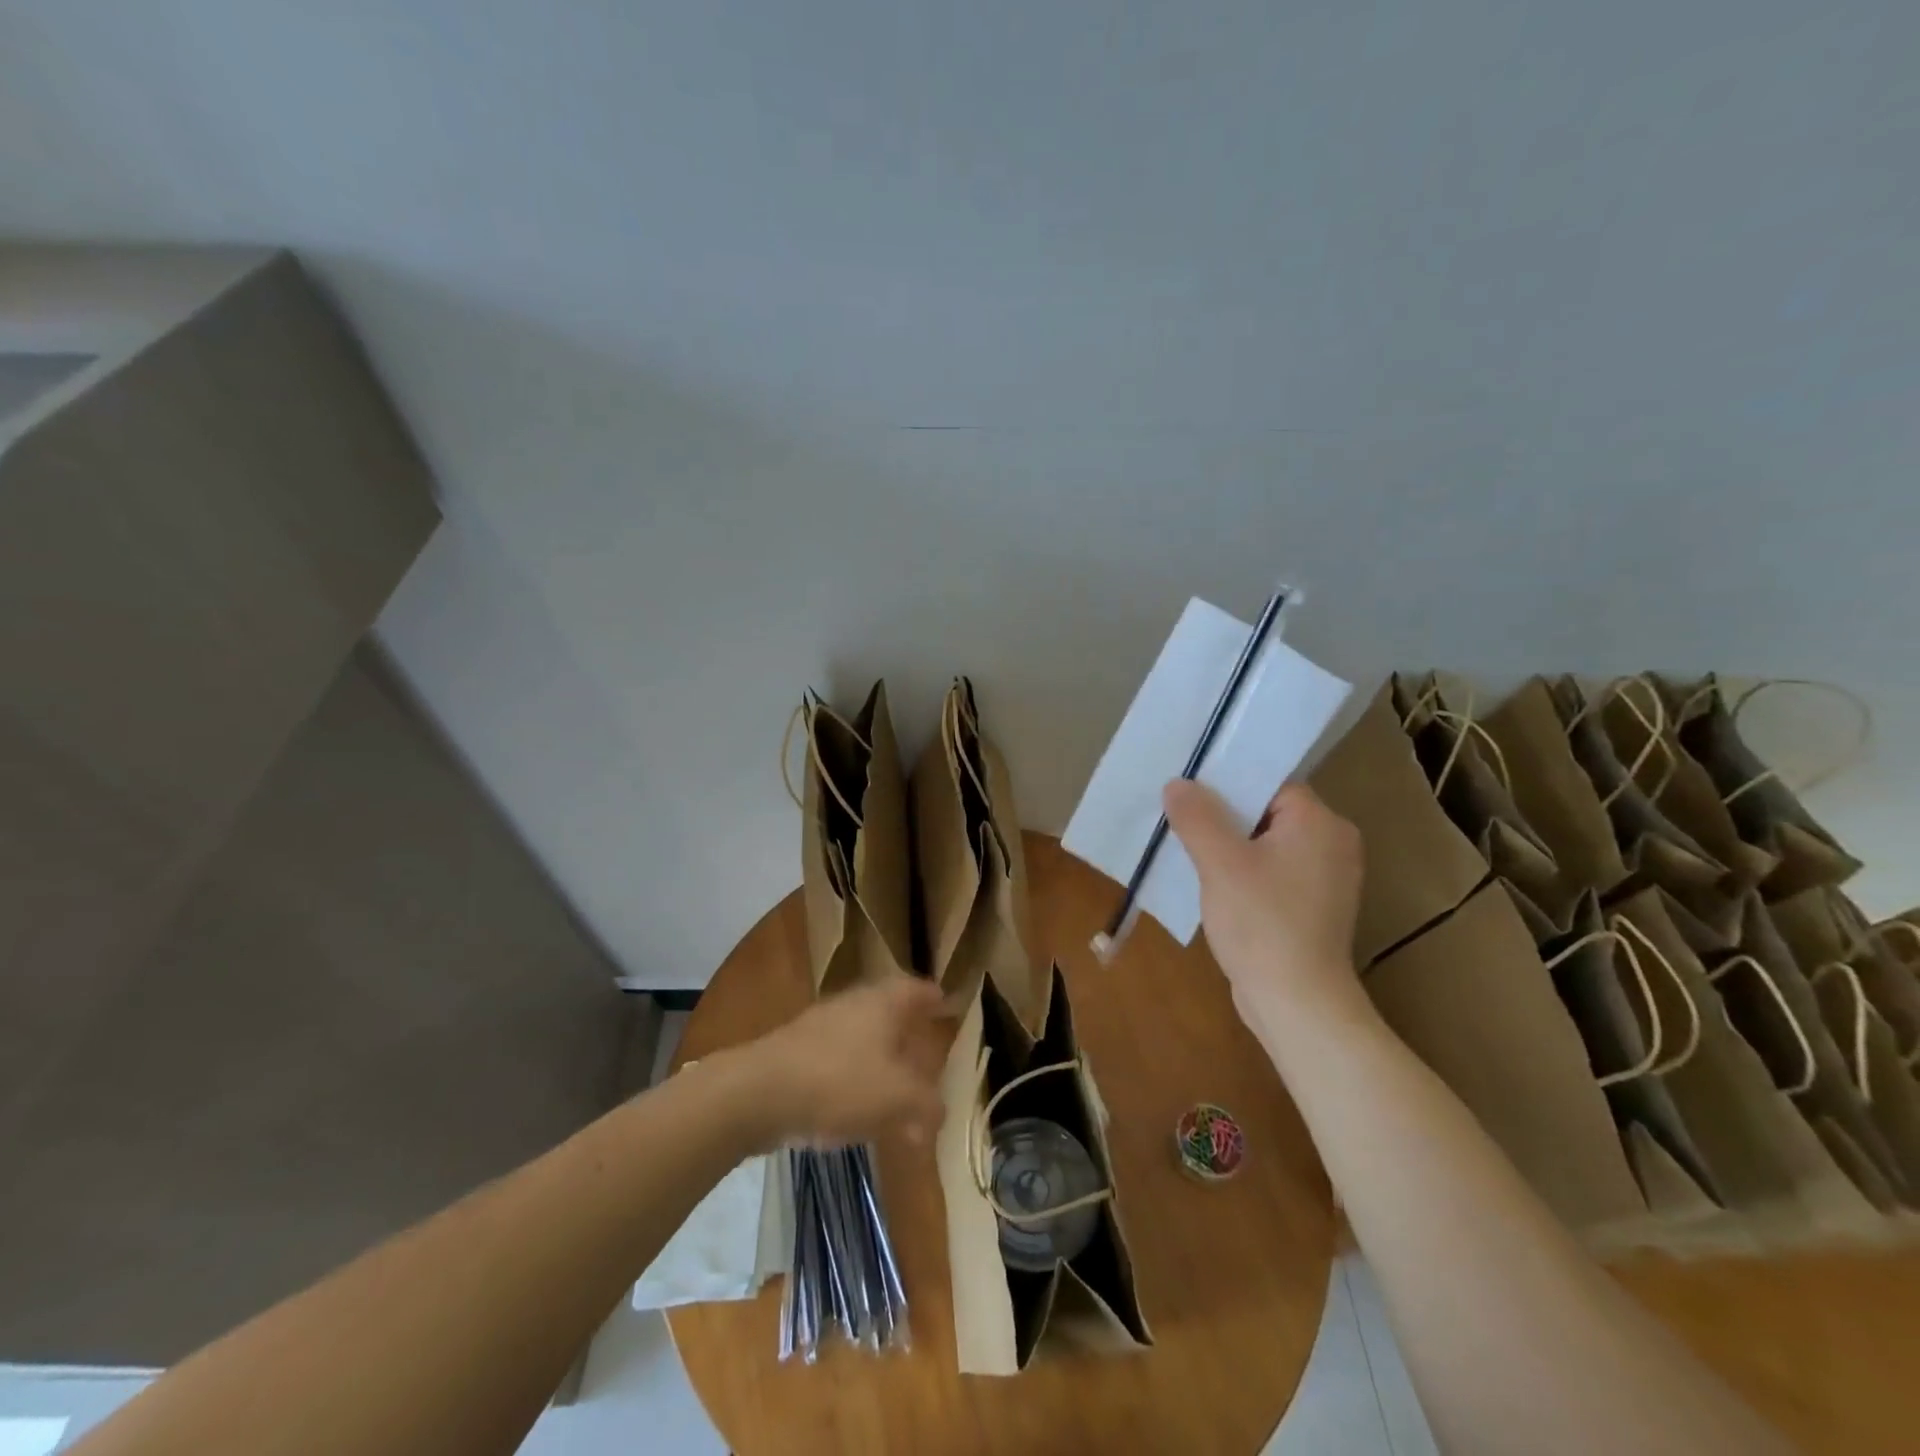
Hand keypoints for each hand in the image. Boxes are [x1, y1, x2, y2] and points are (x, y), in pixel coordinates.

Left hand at [744, 975, 950, 1147]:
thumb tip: (939, 1113)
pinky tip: (858, 1113)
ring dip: (882, 1063)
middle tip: (928, 1056)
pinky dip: (856, 1081)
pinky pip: (839, 1063)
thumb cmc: (838, 1082)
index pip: (917, 989)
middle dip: (910, 1035)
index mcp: (883, 1003)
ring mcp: (822, 1027)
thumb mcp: (898, 1098)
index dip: (935, 998)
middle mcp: (854, 1005)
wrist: (757, 1093)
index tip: (949, 1005)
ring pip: (864, 1040)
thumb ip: (927, 1105)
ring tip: (898, 1093)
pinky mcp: (798, 1054)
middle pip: (890, 1013)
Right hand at [1163, 778, 1369, 1045]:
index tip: (1189, 789)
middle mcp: (1332, 844)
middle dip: (1223, 816)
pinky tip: (1211, 883)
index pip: (1271, 783)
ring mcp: (1326, 879)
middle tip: (1180, 817)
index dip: (1228, 783)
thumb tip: (1177, 783)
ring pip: (1266, 845)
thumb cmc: (1262, 923)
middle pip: (1267, 812)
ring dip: (1229, 847)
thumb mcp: (1220, 862)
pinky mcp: (1312, 908)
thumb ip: (1197, 816)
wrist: (1297, 1003)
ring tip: (1187, 848)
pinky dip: (1243, 873)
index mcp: (1320, 823)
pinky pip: (1271, 873)